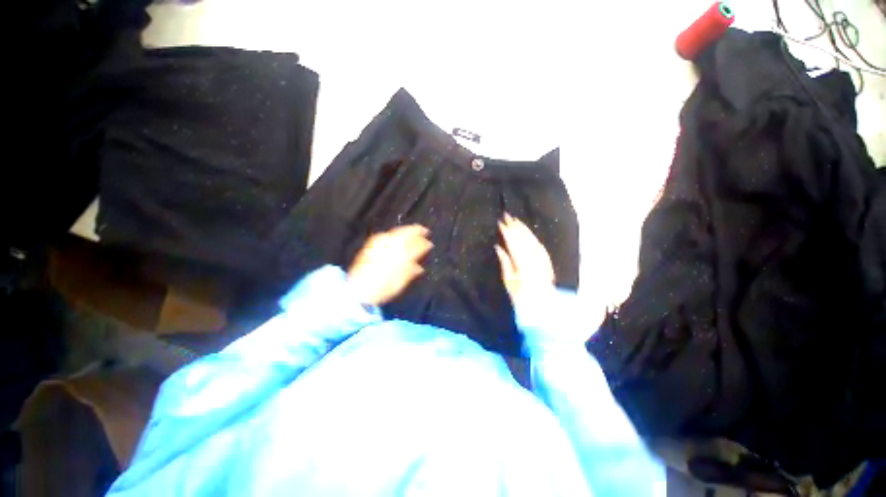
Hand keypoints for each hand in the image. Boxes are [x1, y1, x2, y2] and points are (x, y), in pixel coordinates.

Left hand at [347, 225, 432, 305]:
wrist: (359, 290)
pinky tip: (392, 235)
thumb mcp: (400, 283)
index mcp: (400, 257)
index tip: (429, 243)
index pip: (415, 247)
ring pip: (394, 233)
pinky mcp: (370, 247)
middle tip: (424, 230)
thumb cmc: (382, 288)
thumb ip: (410, 272)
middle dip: (415, 231)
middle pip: (405, 235)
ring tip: (411, 229)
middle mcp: (391, 248)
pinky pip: (383, 236)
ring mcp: (379, 246)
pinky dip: (390, 234)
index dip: (423, 244)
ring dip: (405, 230)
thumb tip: (419, 268)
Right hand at [495, 213, 555, 301]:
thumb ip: (505, 262)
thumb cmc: (521, 295)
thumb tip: (498, 247)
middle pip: (523, 238)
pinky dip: (532, 237)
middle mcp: (533, 258)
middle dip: (515, 226)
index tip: (500, 223)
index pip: (513, 242)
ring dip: (524, 229)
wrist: (542, 303)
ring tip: (516, 220)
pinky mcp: (546, 260)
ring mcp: (541, 258)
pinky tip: (528, 232)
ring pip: (531, 239)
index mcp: (522, 263)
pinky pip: (539, 245)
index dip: (506, 231)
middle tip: (507, 216)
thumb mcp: (508, 280)